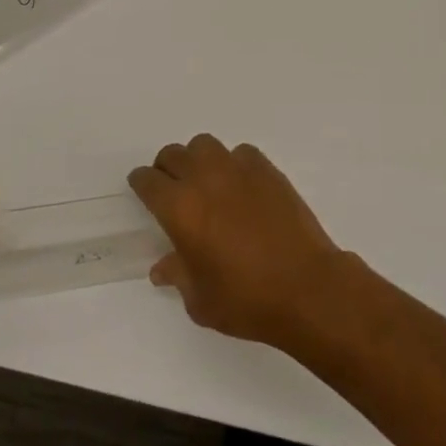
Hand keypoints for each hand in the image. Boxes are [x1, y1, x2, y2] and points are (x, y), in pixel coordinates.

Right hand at [129, 135, 348, 348]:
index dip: (141, 183)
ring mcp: (239, 169)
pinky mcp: (267, 169)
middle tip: (170, 188)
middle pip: (174, 154)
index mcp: (181, 209)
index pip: (149, 181)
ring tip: (204, 182)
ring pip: (206, 145)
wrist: (304, 285)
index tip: (141, 188)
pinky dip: (232, 163)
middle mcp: (206, 179)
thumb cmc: (245, 300)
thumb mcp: (199, 300)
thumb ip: (178, 275)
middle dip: (166, 168)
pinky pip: (240, 153)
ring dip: (197, 159)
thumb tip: (163, 266)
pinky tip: (239, 186)